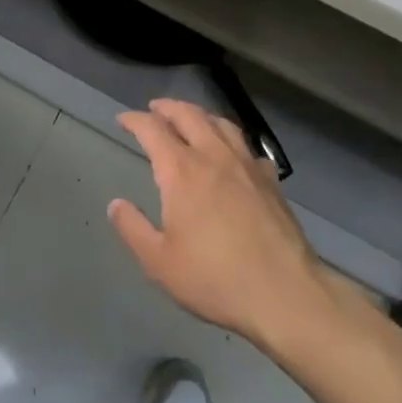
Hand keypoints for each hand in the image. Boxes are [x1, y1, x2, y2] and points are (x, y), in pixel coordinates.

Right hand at [110, 99, 333, 351]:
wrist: (285, 295)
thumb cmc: (215, 279)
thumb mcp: (158, 262)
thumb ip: (133, 229)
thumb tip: (116, 204)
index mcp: (182, 171)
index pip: (152, 129)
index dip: (134, 120)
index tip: (123, 120)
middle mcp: (214, 157)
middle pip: (189, 115)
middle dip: (167, 107)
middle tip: (154, 109)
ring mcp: (247, 166)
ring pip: (222, 124)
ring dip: (200, 115)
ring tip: (191, 119)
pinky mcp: (271, 182)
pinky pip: (248, 147)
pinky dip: (232, 141)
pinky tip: (233, 154)